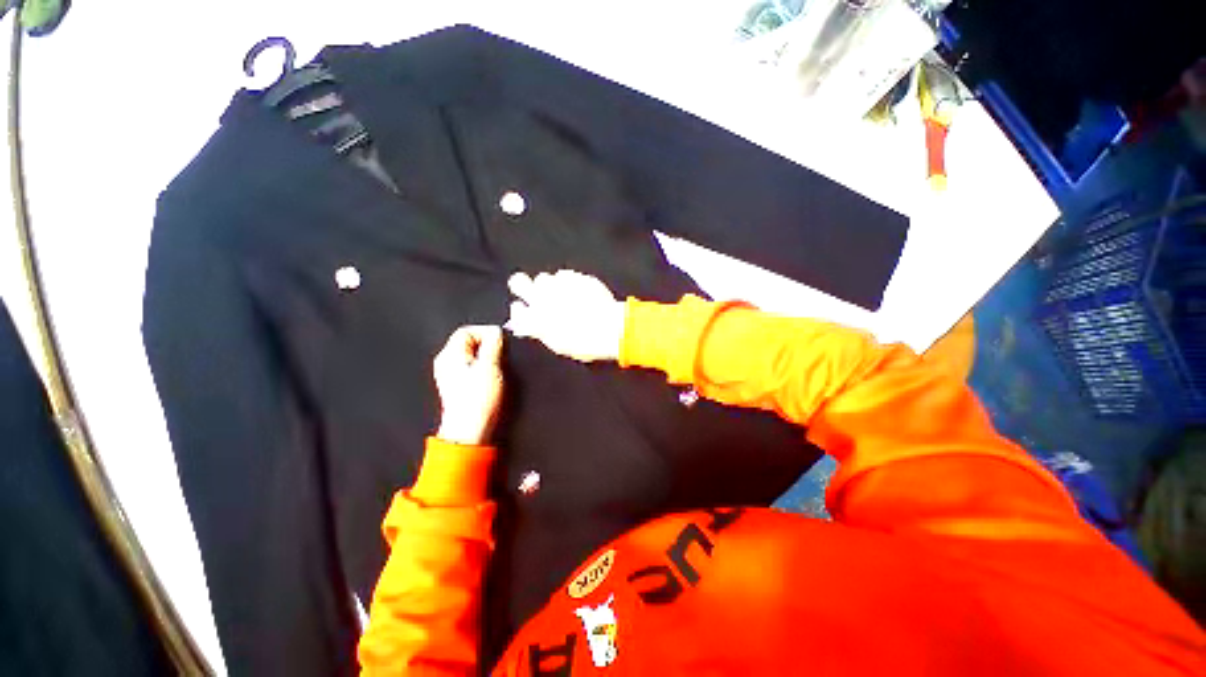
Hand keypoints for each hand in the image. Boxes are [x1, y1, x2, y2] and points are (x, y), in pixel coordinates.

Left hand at [433, 326, 503, 445]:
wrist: (471, 430)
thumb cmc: (478, 399)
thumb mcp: (490, 366)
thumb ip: (493, 343)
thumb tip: (496, 331)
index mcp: (449, 355)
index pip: (466, 331)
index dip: (485, 332)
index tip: (500, 342)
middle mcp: (447, 363)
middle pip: (469, 343)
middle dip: (488, 346)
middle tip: (500, 356)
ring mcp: (451, 375)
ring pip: (473, 356)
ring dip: (487, 358)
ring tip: (497, 369)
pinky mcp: (459, 387)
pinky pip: (472, 368)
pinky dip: (484, 369)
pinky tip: (492, 380)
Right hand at [506, 270, 624, 362]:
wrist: (609, 328)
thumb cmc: (584, 343)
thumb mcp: (558, 344)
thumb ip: (541, 332)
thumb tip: (530, 326)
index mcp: (534, 319)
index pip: (516, 309)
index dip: (521, 310)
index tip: (526, 311)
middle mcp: (540, 299)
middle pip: (517, 281)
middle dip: (522, 285)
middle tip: (535, 293)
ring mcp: (557, 285)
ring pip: (543, 278)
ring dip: (549, 285)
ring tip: (562, 294)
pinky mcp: (574, 277)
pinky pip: (564, 275)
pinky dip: (568, 282)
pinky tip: (578, 291)